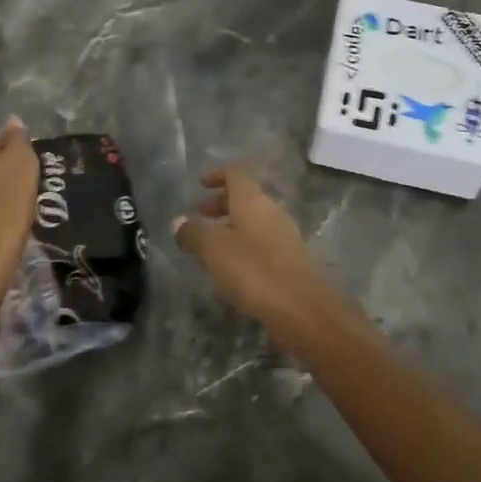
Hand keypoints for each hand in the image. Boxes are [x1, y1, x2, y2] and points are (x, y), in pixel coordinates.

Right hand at [172, 166, 328, 324]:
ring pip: (254, 220)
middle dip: (220, 203)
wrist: (302, 309)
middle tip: (200, 217)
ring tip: (211, 247)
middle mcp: (271, 210)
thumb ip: (193, 233)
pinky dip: (245, 245)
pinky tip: (232, 269)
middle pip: (245, 196)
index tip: (200, 185)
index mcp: (252, 200)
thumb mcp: (213, 250)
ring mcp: (284, 235)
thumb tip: (178, 221)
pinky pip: (263, 241)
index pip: (236, 172)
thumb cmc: (253, 270)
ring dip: (231, 226)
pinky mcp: (290, 259)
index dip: (217, 174)